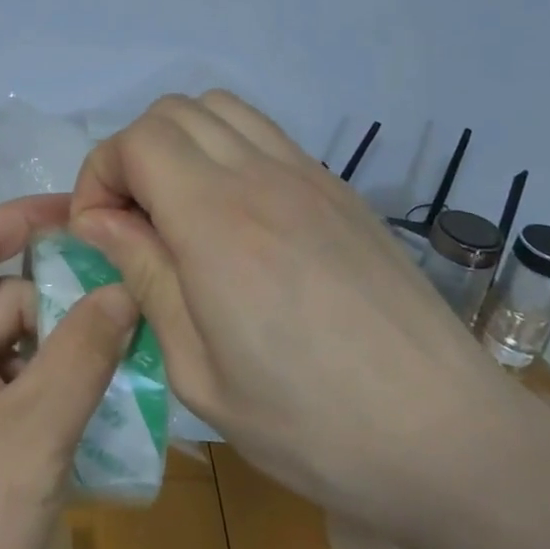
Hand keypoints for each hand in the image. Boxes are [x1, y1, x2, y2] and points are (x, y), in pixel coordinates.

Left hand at [0, 193, 138, 548]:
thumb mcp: (33, 433)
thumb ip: (82, 353)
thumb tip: (120, 289)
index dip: (32, 216)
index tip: (90, 212)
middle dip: (60, 311)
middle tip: (130, 332)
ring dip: (51, 363)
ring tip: (114, 390)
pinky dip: (30, 399)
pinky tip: (73, 432)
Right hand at [69, 91, 530, 543]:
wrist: (451, 439)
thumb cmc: (312, 424)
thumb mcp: (199, 371)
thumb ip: (145, 276)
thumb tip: (98, 221)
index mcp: (216, 222)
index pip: (135, 142)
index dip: (99, 175)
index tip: (98, 231)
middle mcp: (259, 177)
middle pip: (170, 112)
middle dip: (131, 154)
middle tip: (132, 219)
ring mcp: (306, 175)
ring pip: (218, 108)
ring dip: (179, 141)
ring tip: (178, 205)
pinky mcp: (337, 188)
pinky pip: (263, 133)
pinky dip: (225, 148)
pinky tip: (235, 213)